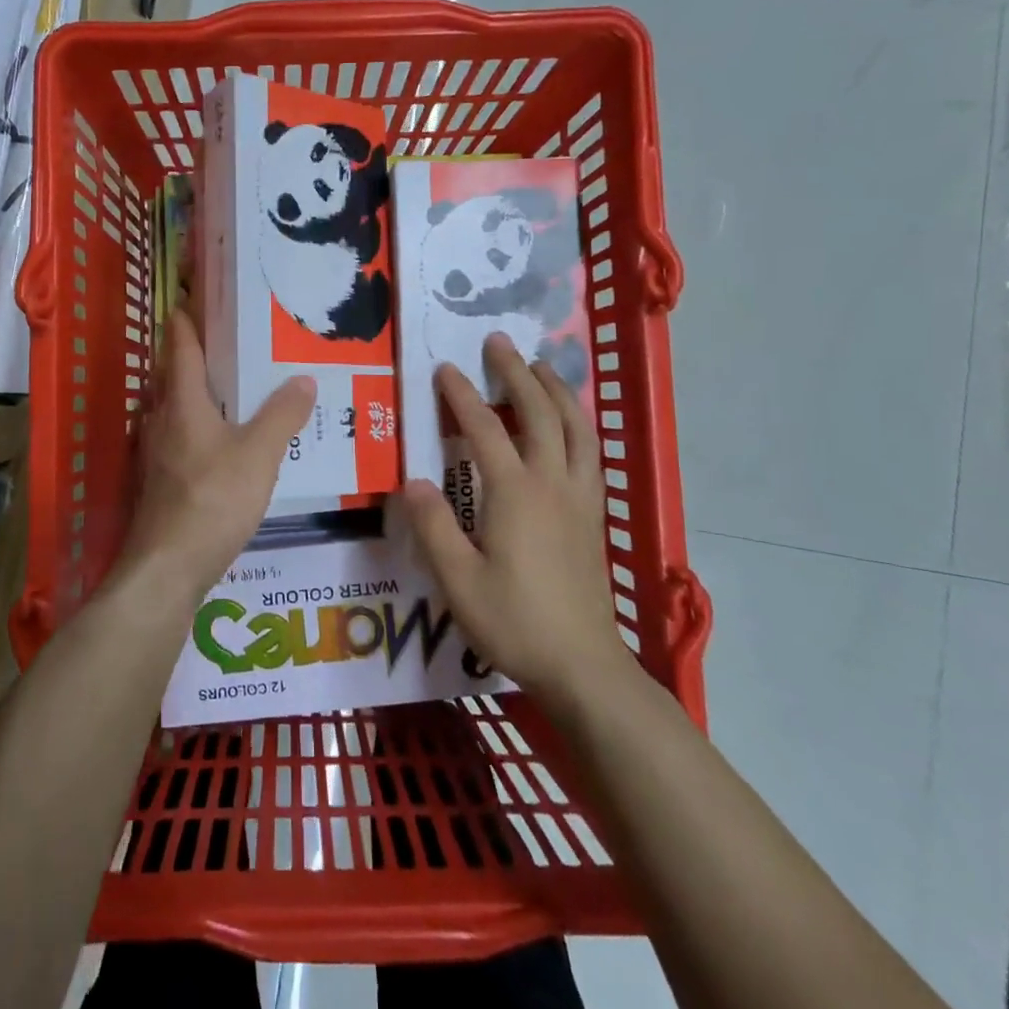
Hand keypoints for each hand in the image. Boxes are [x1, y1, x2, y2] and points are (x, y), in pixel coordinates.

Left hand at [117, 311, 314, 607]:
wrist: (167, 567)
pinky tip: (221, 442)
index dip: (187, 318)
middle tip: (231, 340)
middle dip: (196, 354)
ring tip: (232, 388)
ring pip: (174, 408)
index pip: (181, 346)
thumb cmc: (212, 500)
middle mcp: (161, 419)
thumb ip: (282, 416)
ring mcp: (154, 452)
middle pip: (174, 375)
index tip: (193, 294)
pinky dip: (197, 426)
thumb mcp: (259, 455)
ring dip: (196, 392)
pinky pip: (178, 437)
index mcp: (182, 402)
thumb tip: (304, 379)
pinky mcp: (158, 481)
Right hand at [392, 334, 626, 700]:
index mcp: (515, 493)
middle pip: (538, 412)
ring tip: (540, 367)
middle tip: (498, 343)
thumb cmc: (515, 621)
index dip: (461, 395)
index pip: (484, 428)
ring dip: (557, 390)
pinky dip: (579, 423)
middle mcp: (552, 482)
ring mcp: (580, 497)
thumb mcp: (458, 580)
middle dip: (516, 373)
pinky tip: (570, 424)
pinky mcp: (594, 515)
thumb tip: (414, 480)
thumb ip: (433, 526)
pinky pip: (590, 451)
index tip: (443, 368)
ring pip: (576, 427)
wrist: (583, 665)